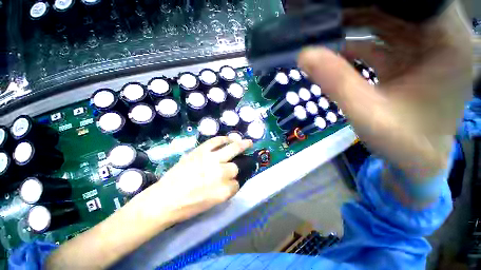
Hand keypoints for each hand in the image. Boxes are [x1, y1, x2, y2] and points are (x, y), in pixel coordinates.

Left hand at [151, 136, 252, 222]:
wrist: (164, 199)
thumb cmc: (187, 206)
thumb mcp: (212, 204)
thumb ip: (226, 191)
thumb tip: (234, 181)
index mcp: (223, 191)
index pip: (237, 184)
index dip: (235, 183)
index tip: (232, 182)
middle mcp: (219, 173)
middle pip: (236, 167)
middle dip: (239, 165)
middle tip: (246, 158)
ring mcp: (210, 160)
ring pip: (232, 150)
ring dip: (242, 145)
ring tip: (248, 142)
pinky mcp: (200, 151)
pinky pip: (216, 141)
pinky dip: (224, 139)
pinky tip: (230, 138)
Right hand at [298, 1, 470, 180]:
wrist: (417, 161)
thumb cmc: (404, 143)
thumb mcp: (368, 114)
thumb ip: (337, 82)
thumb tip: (304, 55)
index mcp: (447, 43)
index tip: (336, 3)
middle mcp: (440, 37)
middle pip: (398, 3)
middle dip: (359, 4)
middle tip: (322, 13)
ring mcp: (424, 47)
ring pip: (387, 18)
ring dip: (355, 20)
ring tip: (323, 26)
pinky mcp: (409, 58)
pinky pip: (380, 39)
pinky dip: (356, 41)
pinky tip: (333, 48)